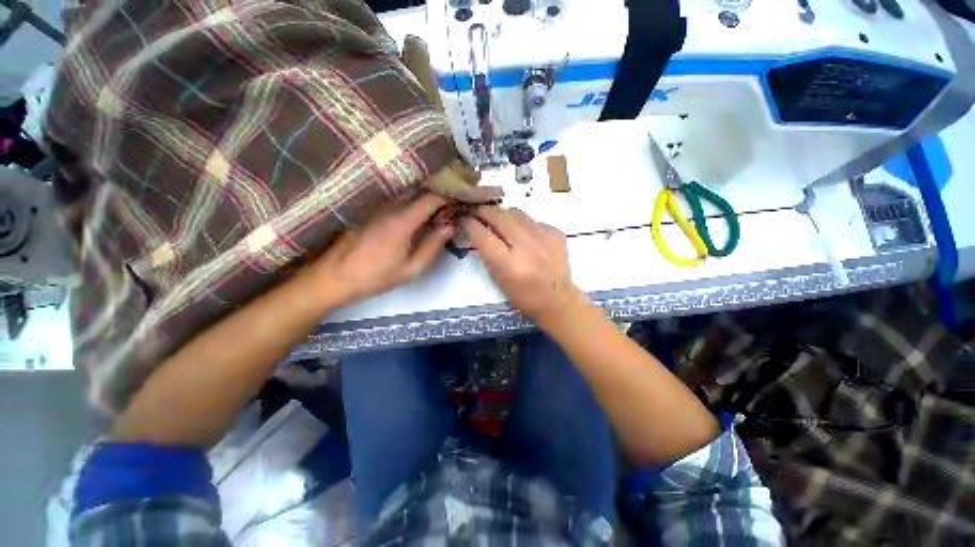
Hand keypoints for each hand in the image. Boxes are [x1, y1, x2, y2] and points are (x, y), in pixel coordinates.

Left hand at [309, 193, 454, 307]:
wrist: (333, 277)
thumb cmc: (375, 277)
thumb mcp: (411, 268)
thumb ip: (433, 245)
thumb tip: (450, 226)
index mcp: (402, 221)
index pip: (431, 198)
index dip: (448, 197)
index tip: (460, 202)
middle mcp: (389, 206)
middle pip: (419, 189)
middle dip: (437, 193)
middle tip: (450, 204)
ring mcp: (376, 205)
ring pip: (406, 192)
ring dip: (423, 196)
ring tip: (436, 207)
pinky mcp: (368, 209)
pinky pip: (395, 198)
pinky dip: (410, 200)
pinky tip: (415, 212)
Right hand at [464, 207, 585, 327]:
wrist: (557, 299)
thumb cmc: (523, 296)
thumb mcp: (497, 279)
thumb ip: (486, 254)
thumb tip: (478, 231)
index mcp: (508, 264)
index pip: (482, 234)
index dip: (470, 225)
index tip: (466, 221)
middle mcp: (525, 247)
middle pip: (499, 216)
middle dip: (484, 212)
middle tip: (479, 213)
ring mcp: (543, 237)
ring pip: (516, 212)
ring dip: (503, 215)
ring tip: (501, 222)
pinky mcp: (556, 233)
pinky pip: (533, 220)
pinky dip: (524, 224)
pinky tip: (525, 235)